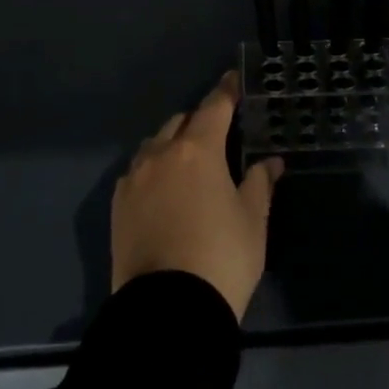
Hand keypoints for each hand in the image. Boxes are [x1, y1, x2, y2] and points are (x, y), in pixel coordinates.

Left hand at [111, 72, 283, 320]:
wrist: (168, 309)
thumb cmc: (222, 257)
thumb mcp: (252, 220)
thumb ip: (259, 183)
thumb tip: (270, 162)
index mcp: (197, 151)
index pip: (214, 108)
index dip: (227, 91)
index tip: (235, 79)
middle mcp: (160, 155)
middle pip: (180, 122)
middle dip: (199, 120)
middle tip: (219, 132)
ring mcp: (133, 180)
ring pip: (154, 145)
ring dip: (173, 143)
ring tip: (190, 160)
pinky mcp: (117, 207)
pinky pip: (137, 172)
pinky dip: (153, 168)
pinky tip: (164, 188)